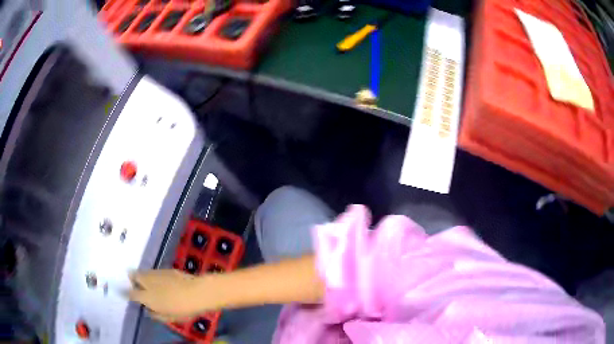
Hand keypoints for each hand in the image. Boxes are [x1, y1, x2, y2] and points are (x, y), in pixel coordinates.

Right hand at [128, 269, 213, 321]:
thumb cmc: (183, 309)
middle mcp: (147, 281)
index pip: (130, 293)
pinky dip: (153, 276)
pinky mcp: (165, 269)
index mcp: (146, 296)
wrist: (198, 292)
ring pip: (143, 272)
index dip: (126, 293)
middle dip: (132, 279)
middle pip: (133, 276)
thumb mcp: (169, 317)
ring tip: (148, 283)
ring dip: (142, 276)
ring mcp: (156, 273)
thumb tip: (149, 311)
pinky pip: (154, 272)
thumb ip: (156, 315)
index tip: (123, 293)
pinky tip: (160, 281)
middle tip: (135, 284)